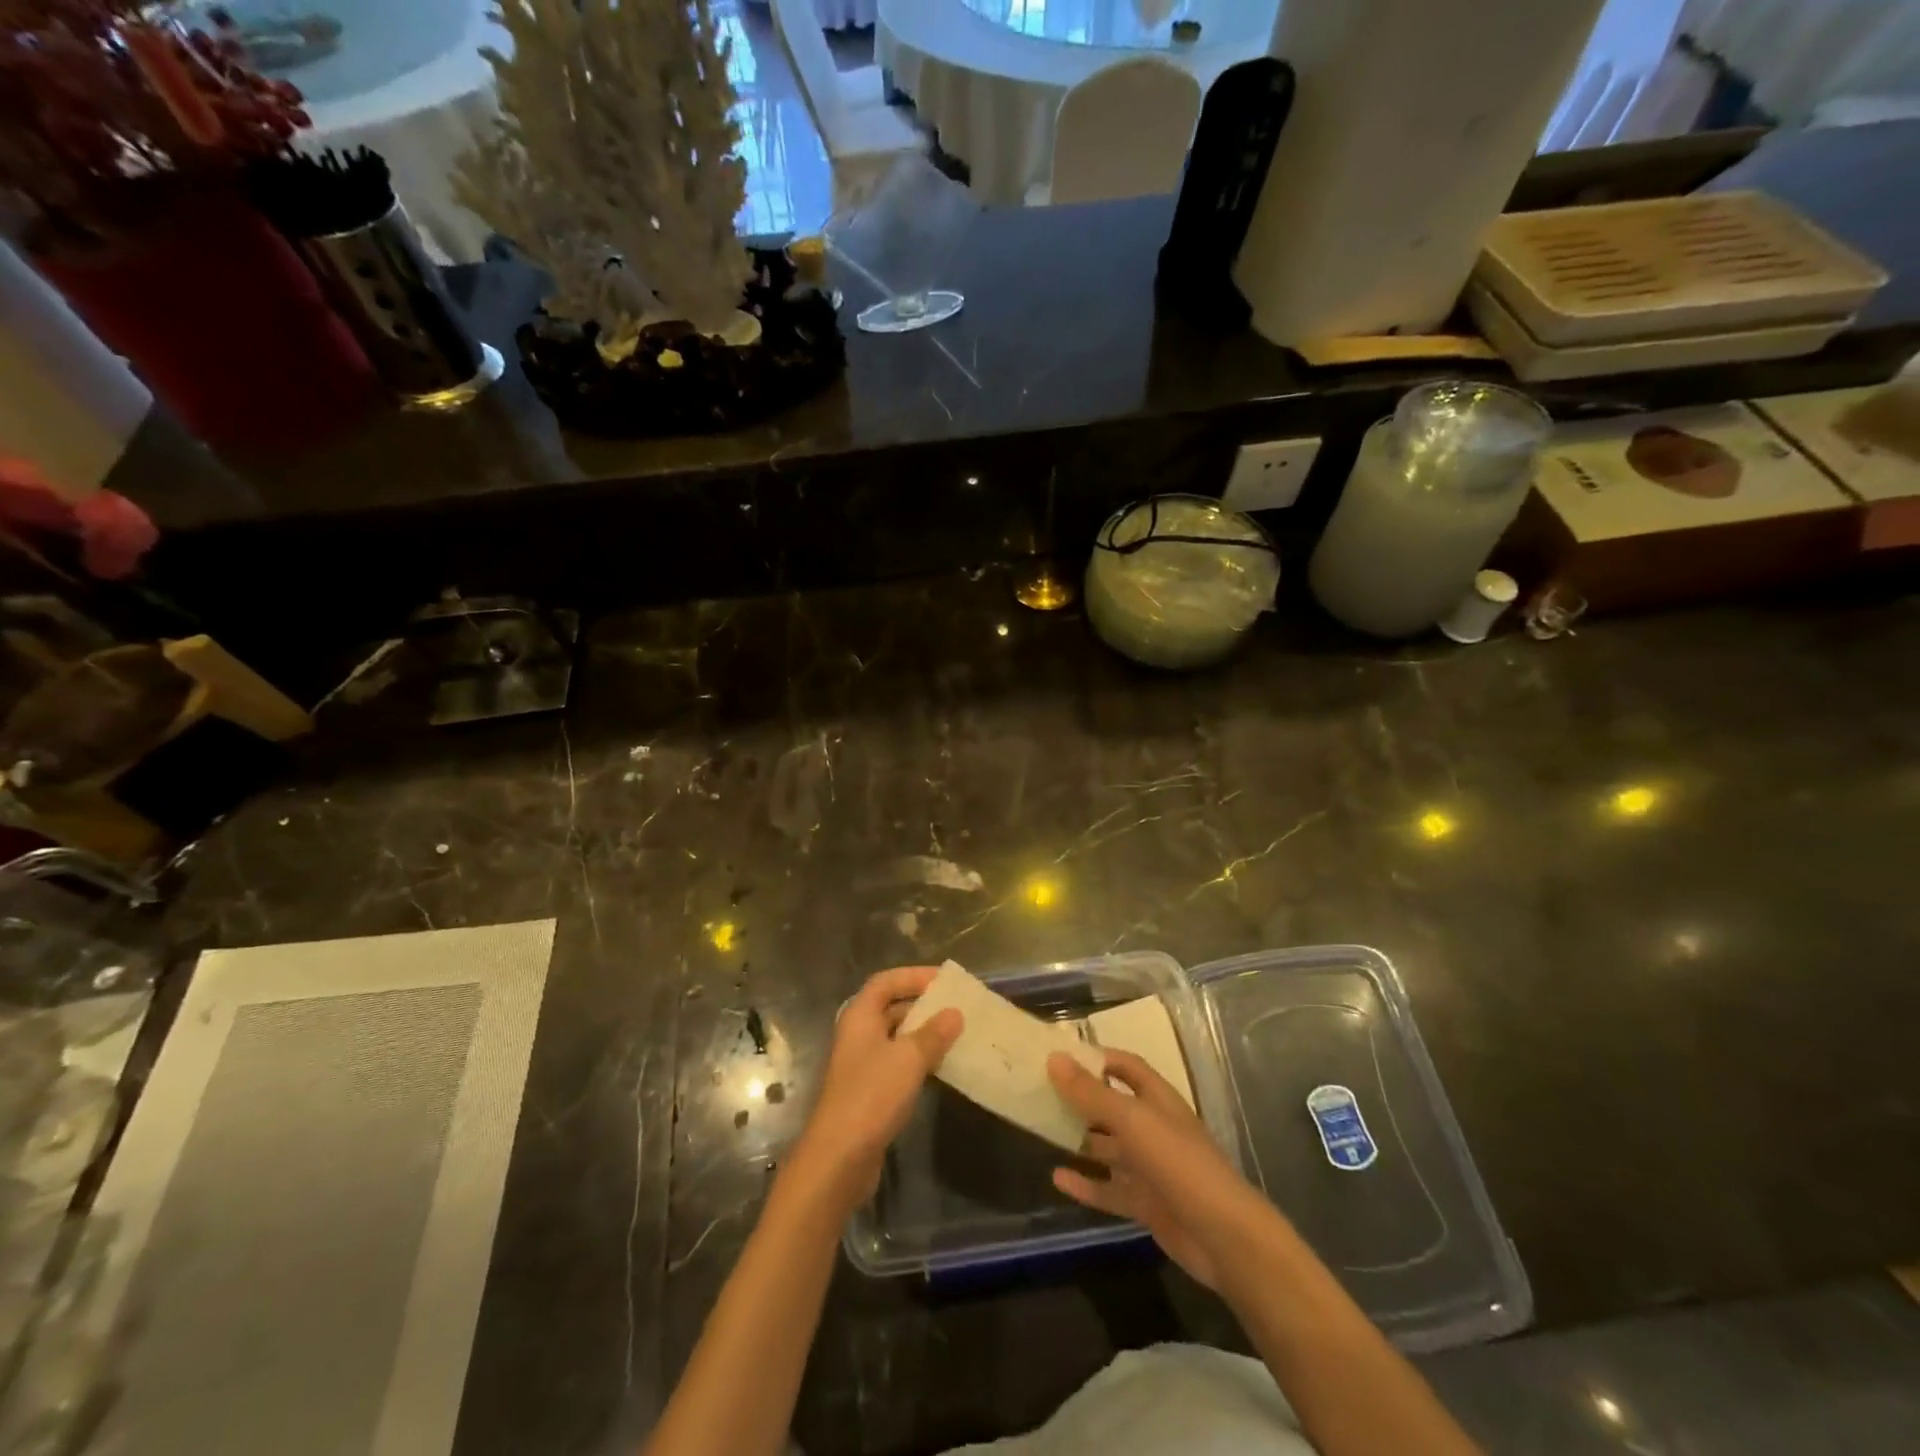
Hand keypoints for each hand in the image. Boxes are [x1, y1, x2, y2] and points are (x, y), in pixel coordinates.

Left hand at [786, 966, 962, 1214]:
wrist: (839, 1158)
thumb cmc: (872, 1096)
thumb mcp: (909, 1059)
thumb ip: (933, 1033)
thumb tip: (954, 1013)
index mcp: (860, 1016)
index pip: (886, 981)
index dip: (913, 976)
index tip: (944, 979)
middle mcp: (858, 1035)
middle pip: (890, 1007)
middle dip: (922, 1004)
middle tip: (956, 1006)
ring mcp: (862, 1064)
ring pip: (896, 1037)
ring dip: (923, 1033)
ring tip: (956, 1034)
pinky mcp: (869, 1092)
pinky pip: (897, 1063)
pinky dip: (918, 1059)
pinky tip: (941, 1067)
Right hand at [1047, 1049, 1268, 1290]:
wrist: (1223, 1237)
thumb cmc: (1179, 1163)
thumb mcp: (1132, 1121)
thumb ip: (1091, 1093)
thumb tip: (1054, 1058)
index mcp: (1158, 1100)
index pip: (1126, 1067)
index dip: (1098, 1058)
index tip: (1062, 1055)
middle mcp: (1154, 1129)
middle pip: (1114, 1107)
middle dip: (1083, 1099)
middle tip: (1043, 1092)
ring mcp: (1151, 1168)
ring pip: (1110, 1149)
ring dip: (1081, 1141)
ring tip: (1044, 1132)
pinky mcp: (1146, 1204)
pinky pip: (1109, 1190)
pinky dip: (1086, 1184)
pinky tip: (1058, 1179)